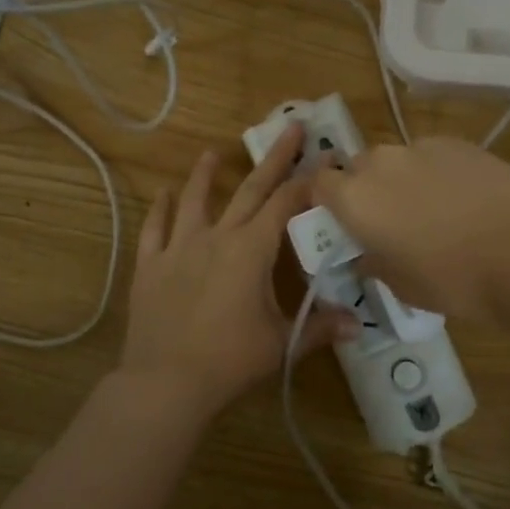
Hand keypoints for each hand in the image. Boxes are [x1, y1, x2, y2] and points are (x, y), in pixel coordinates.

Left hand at [122, 122, 355, 421]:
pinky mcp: (151, 267)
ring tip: (212, 153)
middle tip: (290, 127)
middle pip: (249, 190)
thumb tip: (359, 326)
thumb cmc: (231, 359)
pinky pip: (155, 230)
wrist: (166, 381)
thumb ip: (320, 328)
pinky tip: (162, 194)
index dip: (310, 180)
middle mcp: (216, 237)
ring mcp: (179, 249)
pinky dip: (159, 210)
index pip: (286, 204)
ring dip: (205, 175)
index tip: (327, 158)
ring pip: (194, 201)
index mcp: (251, 250)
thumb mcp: (281, 342)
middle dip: (273, 158)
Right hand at [312, 136, 509, 322]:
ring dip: (401, 179)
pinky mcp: (459, 142)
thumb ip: (374, 263)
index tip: (342, 222)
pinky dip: (435, 172)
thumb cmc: (455, 280)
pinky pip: (431, 155)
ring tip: (431, 210)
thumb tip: (366, 254)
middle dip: (365, 189)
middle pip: (358, 167)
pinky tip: (463, 198)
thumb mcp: (402, 285)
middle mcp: (381, 163)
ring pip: (397, 159)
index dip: (326, 201)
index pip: (319, 184)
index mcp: (356, 199)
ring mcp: (422, 147)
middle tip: (388, 221)